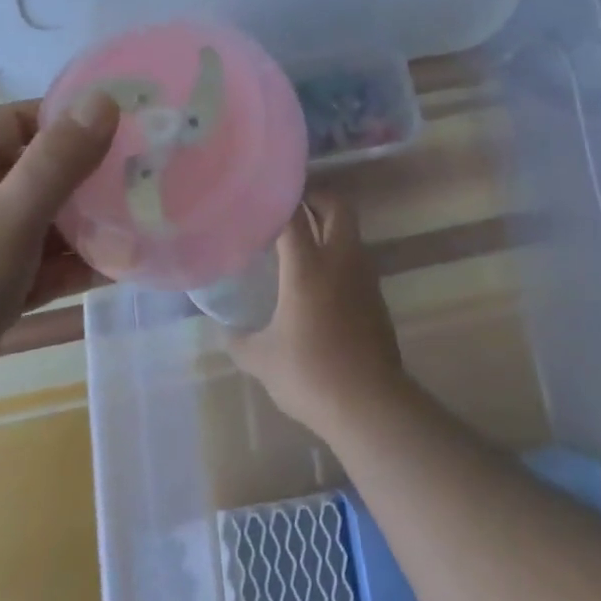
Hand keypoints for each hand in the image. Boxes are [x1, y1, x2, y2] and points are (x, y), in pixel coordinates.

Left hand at [0, 93, 116, 458]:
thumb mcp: (7, 215)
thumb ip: (58, 159)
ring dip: (90, 224)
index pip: (27, 119)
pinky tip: (122, 266)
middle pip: (43, 170)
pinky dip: (75, 264)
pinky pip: (42, 265)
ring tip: (148, 220)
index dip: (75, 120)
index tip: (129, 129)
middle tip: (151, 177)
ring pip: (47, 221)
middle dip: (92, 176)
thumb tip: (105, 99)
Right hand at [226, 194, 408, 441]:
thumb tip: (224, 331)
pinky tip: (321, 280)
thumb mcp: (263, 360)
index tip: (262, 196)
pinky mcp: (377, 296)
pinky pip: (357, 259)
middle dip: (317, 197)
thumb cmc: (311, 374)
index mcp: (308, 266)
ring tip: (303, 240)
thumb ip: (239, 341)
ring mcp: (363, 276)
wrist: (370, 404)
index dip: (279, 199)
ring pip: (351, 231)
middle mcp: (340, 260)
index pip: (293, 215)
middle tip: (292, 207)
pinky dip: (340, 255)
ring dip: (331, 225)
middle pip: (337, 205)